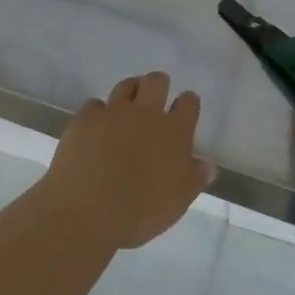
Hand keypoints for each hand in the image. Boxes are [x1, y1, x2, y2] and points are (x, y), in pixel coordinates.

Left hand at [39, 73, 215, 249]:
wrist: (90, 211)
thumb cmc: (142, 212)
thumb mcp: (178, 201)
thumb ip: (195, 178)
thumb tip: (208, 164)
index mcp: (175, 133)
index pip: (188, 103)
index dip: (187, 103)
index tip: (185, 107)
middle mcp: (146, 114)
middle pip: (156, 82)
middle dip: (158, 84)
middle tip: (154, 98)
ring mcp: (114, 113)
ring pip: (125, 86)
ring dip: (130, 92)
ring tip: (126, 106)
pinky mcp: (85, 119)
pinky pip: (94, 105)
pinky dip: (97, 114)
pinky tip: (95, 128)